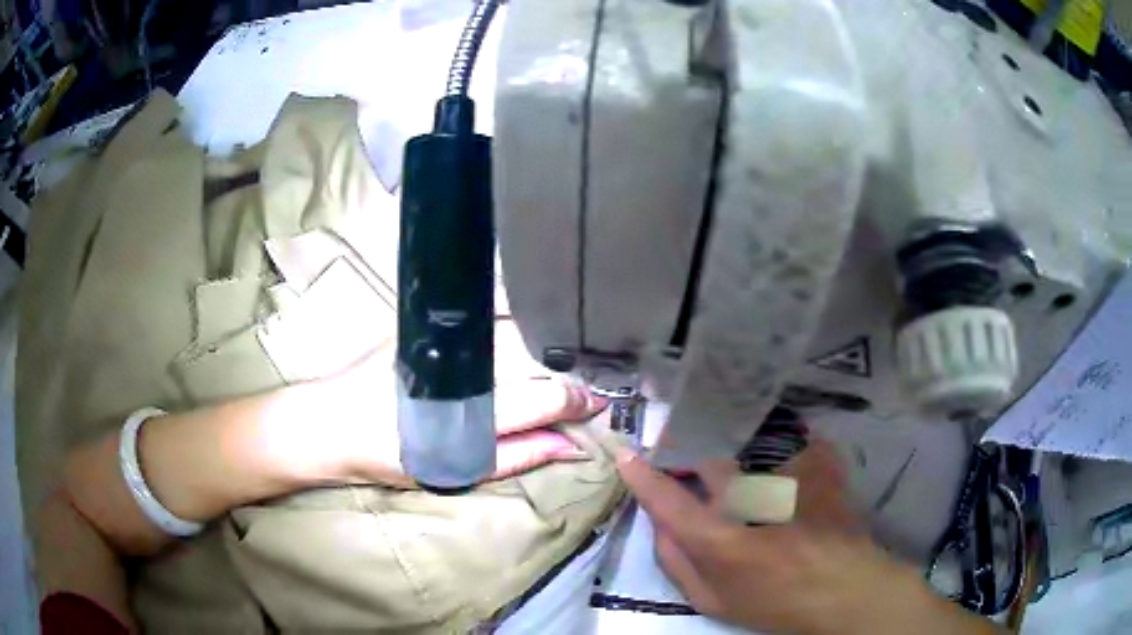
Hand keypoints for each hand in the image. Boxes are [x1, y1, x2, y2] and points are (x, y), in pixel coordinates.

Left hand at [316, 344, 607, 487]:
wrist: (331, 421)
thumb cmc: (392, 455)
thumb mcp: (457, 469)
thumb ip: (518, 456)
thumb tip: (571, 445)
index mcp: (478, 407)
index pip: (549, 395)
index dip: (580, 400)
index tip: (595, 404)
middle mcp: (469, 364)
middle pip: (540, 360)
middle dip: (567, 375)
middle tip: (579, 391)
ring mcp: (452, 338)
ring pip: (520, 334)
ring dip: (543, 351)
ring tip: (554, 368)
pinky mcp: (434, 324)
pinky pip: (490, 318)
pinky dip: (513, 328)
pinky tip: (519, 342)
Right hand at [617, 438, 998, 634]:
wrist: (846, 591)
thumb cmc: (775, 604)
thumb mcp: (712, 602)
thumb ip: (676, 563)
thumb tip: (659, 523)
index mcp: (720, 540)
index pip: (667, 499)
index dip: (643, 475)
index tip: (627, 454)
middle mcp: (752, 500)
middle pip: (706, 455)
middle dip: (685, 443)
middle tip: (679, 440)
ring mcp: (791, 476)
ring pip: (746, 436)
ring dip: (727, 432)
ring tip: (724, 432)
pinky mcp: (819, 463)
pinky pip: (788, 434)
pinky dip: (775, 432)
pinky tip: (772, 438)